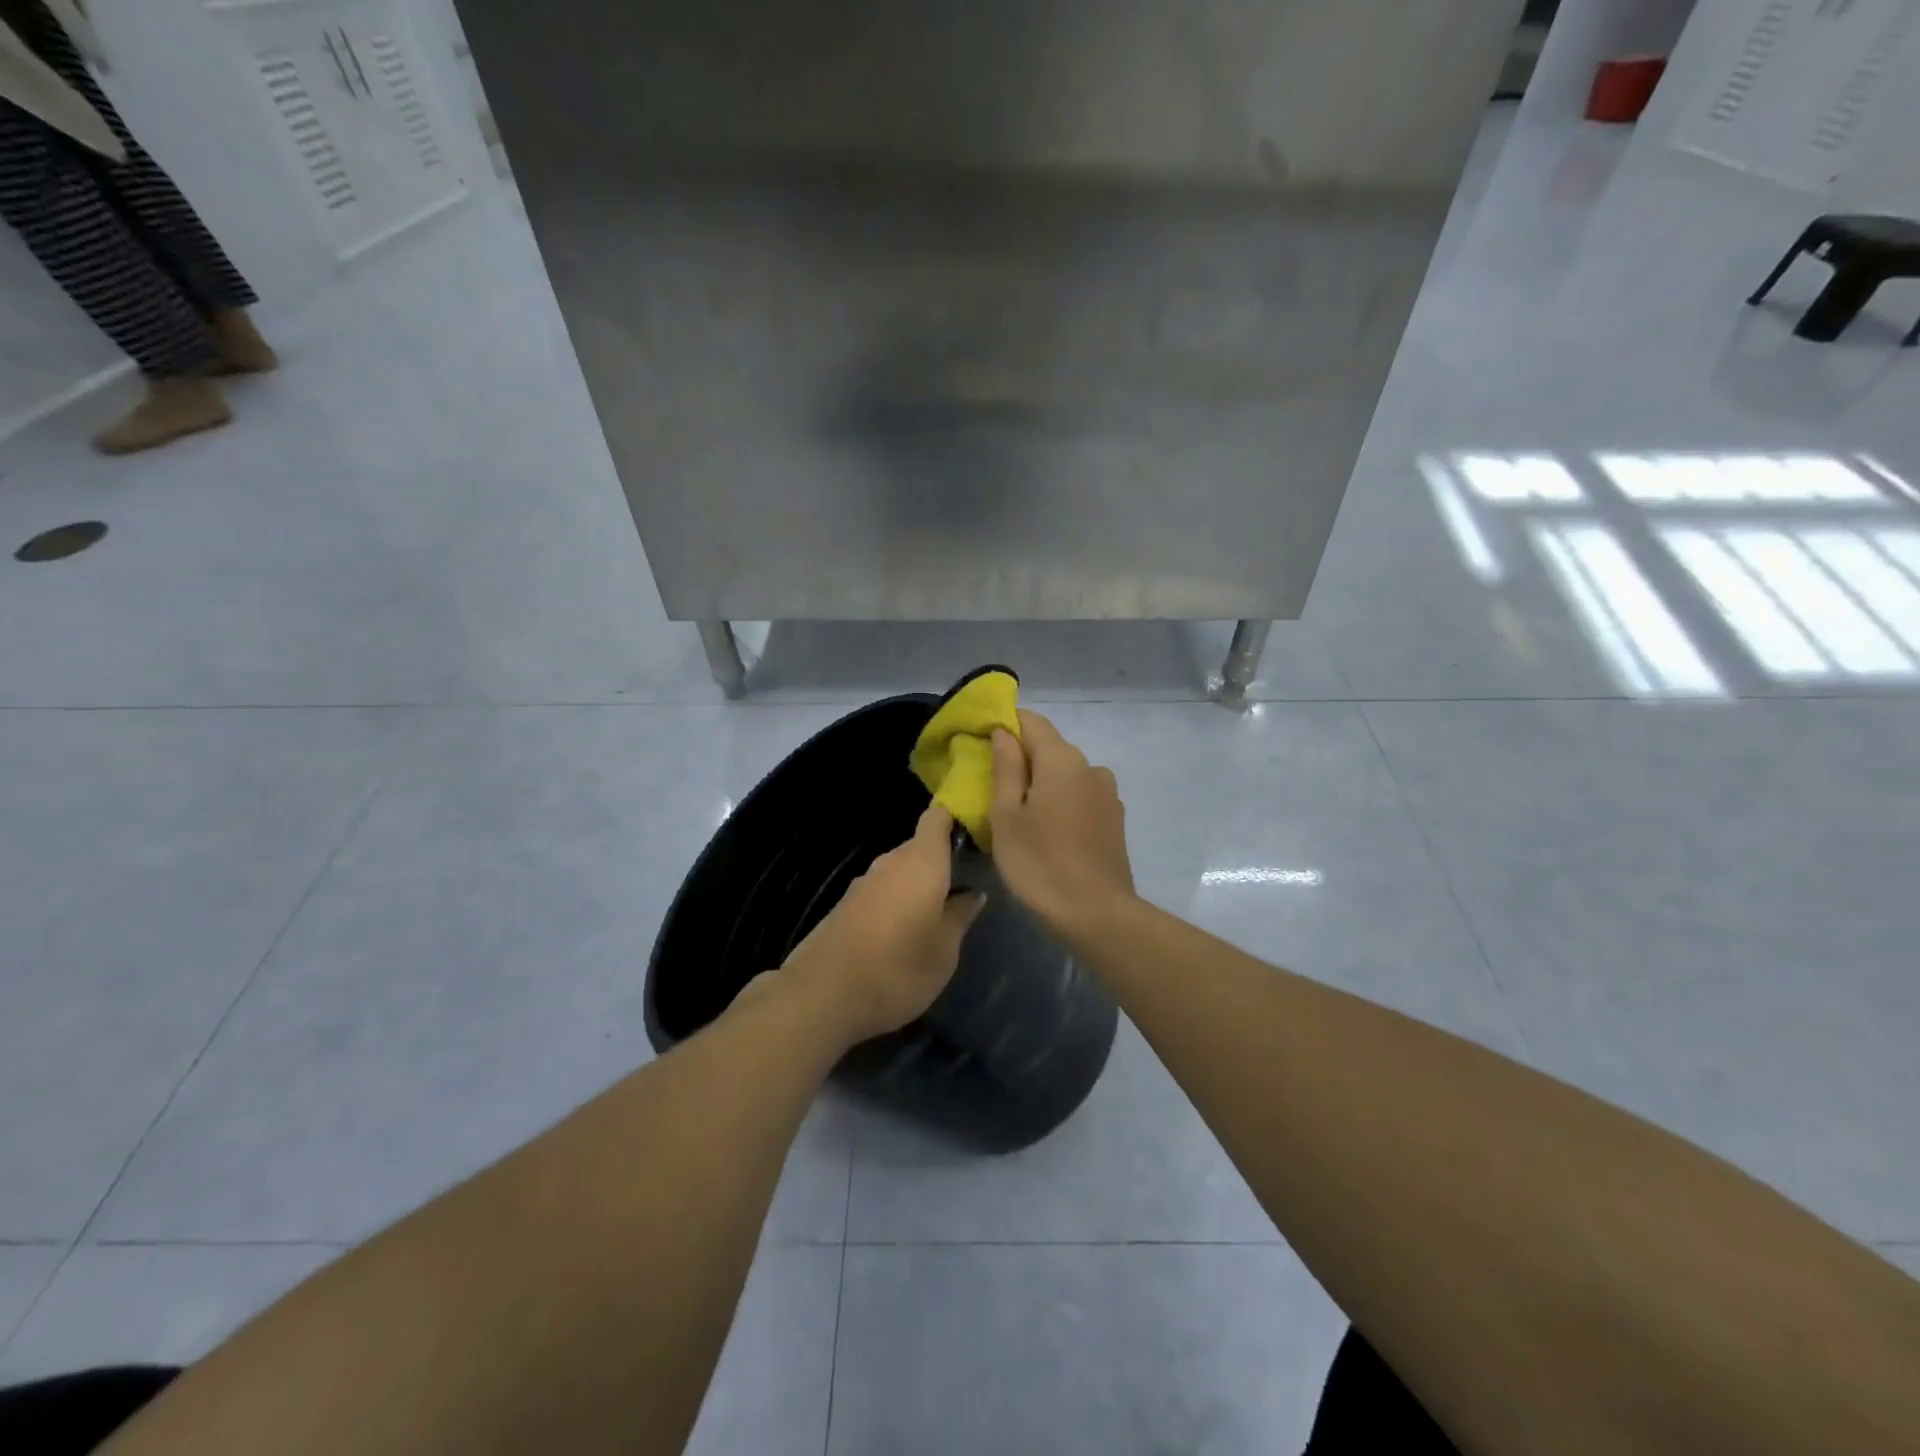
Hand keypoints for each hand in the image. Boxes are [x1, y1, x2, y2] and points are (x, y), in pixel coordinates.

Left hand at [777, 805, 985, 1044]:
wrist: (822, 995)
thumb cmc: (899, 968)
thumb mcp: (944, 950)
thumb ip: (960, 916)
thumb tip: (972, 893)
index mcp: (921, 862)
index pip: (937, 818)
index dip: (954, 818)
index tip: (973, 833)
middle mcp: (890, 862)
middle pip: (918, 846)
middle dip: (939, 860)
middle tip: (963, 885)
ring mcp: (863, 883)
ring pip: (898, 871)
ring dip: (916, 885)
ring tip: (936, 912)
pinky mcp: (844, 905)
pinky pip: (880, 891)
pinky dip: (894, 902)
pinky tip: (902, 932)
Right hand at [990, 711, 1135, 935]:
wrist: (1097, 914)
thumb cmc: (1040, 863)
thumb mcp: (1007, 816)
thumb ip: (1006, 767)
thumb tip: (1004, 732)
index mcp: (1062, 759)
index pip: (1031, 721)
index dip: (1005, 724)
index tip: (981, 742)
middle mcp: (1090, 767)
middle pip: (1050, 748)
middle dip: (1021, 758)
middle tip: (992, 787)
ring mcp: (1108, 793)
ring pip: (1066, 774)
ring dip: (1043, 784)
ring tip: (1021, 816)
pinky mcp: (1115, 819)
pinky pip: (1080, 796)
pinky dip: (1061, 802)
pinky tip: (1049, 832)